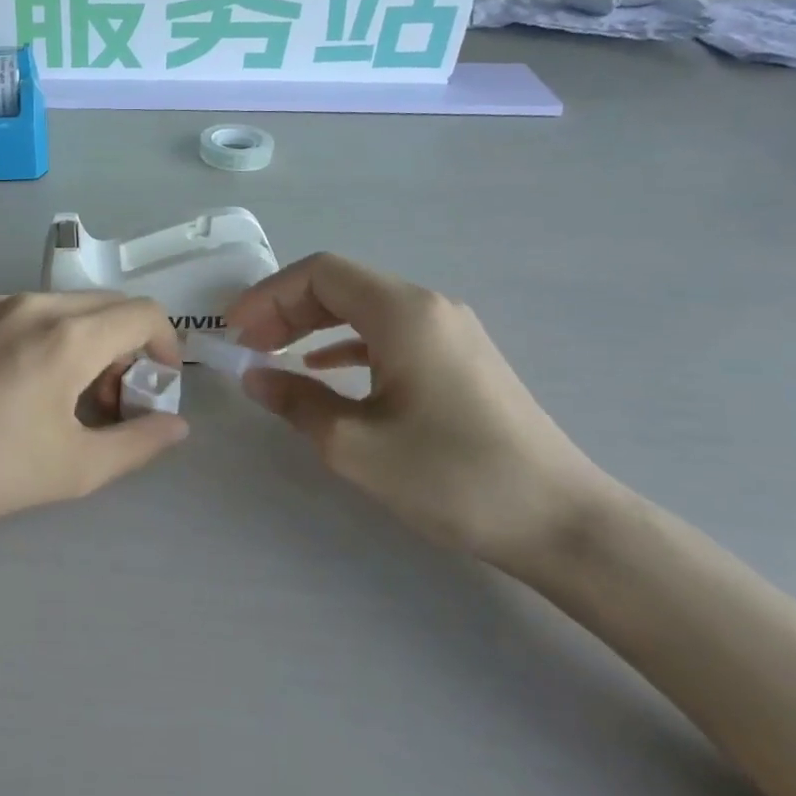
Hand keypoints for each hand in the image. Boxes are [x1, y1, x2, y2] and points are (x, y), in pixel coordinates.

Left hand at [0, 292, 188, 530]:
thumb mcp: (76, 469)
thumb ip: (139, 443)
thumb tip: (176, 424)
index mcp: (68, 336)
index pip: (143, 313)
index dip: (164, 344)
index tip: (155, 381)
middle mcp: (29, 303)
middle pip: (101, 305)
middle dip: (121, 345)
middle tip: (106, 398)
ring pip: (53, 306)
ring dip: (74, 339)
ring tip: (51, 392)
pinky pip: (7, 312)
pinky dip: (26, 336)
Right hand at [228, 254, 619, 568]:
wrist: (560, 522)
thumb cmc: (451, 476)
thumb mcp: (355, 444)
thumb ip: (296, 401)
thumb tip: (253, 376)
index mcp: (403, 312)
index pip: (320, 273)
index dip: (268, 295)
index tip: (235, 332)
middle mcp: (428, 307)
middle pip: (341, 284)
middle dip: (285, 309)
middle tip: (248, 346)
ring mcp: (449, 331)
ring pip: (363, 308)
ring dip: (312, 325)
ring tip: (274, 354)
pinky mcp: (459, 359)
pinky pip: (388, 333)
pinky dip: (346, 343)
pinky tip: (324, 369)